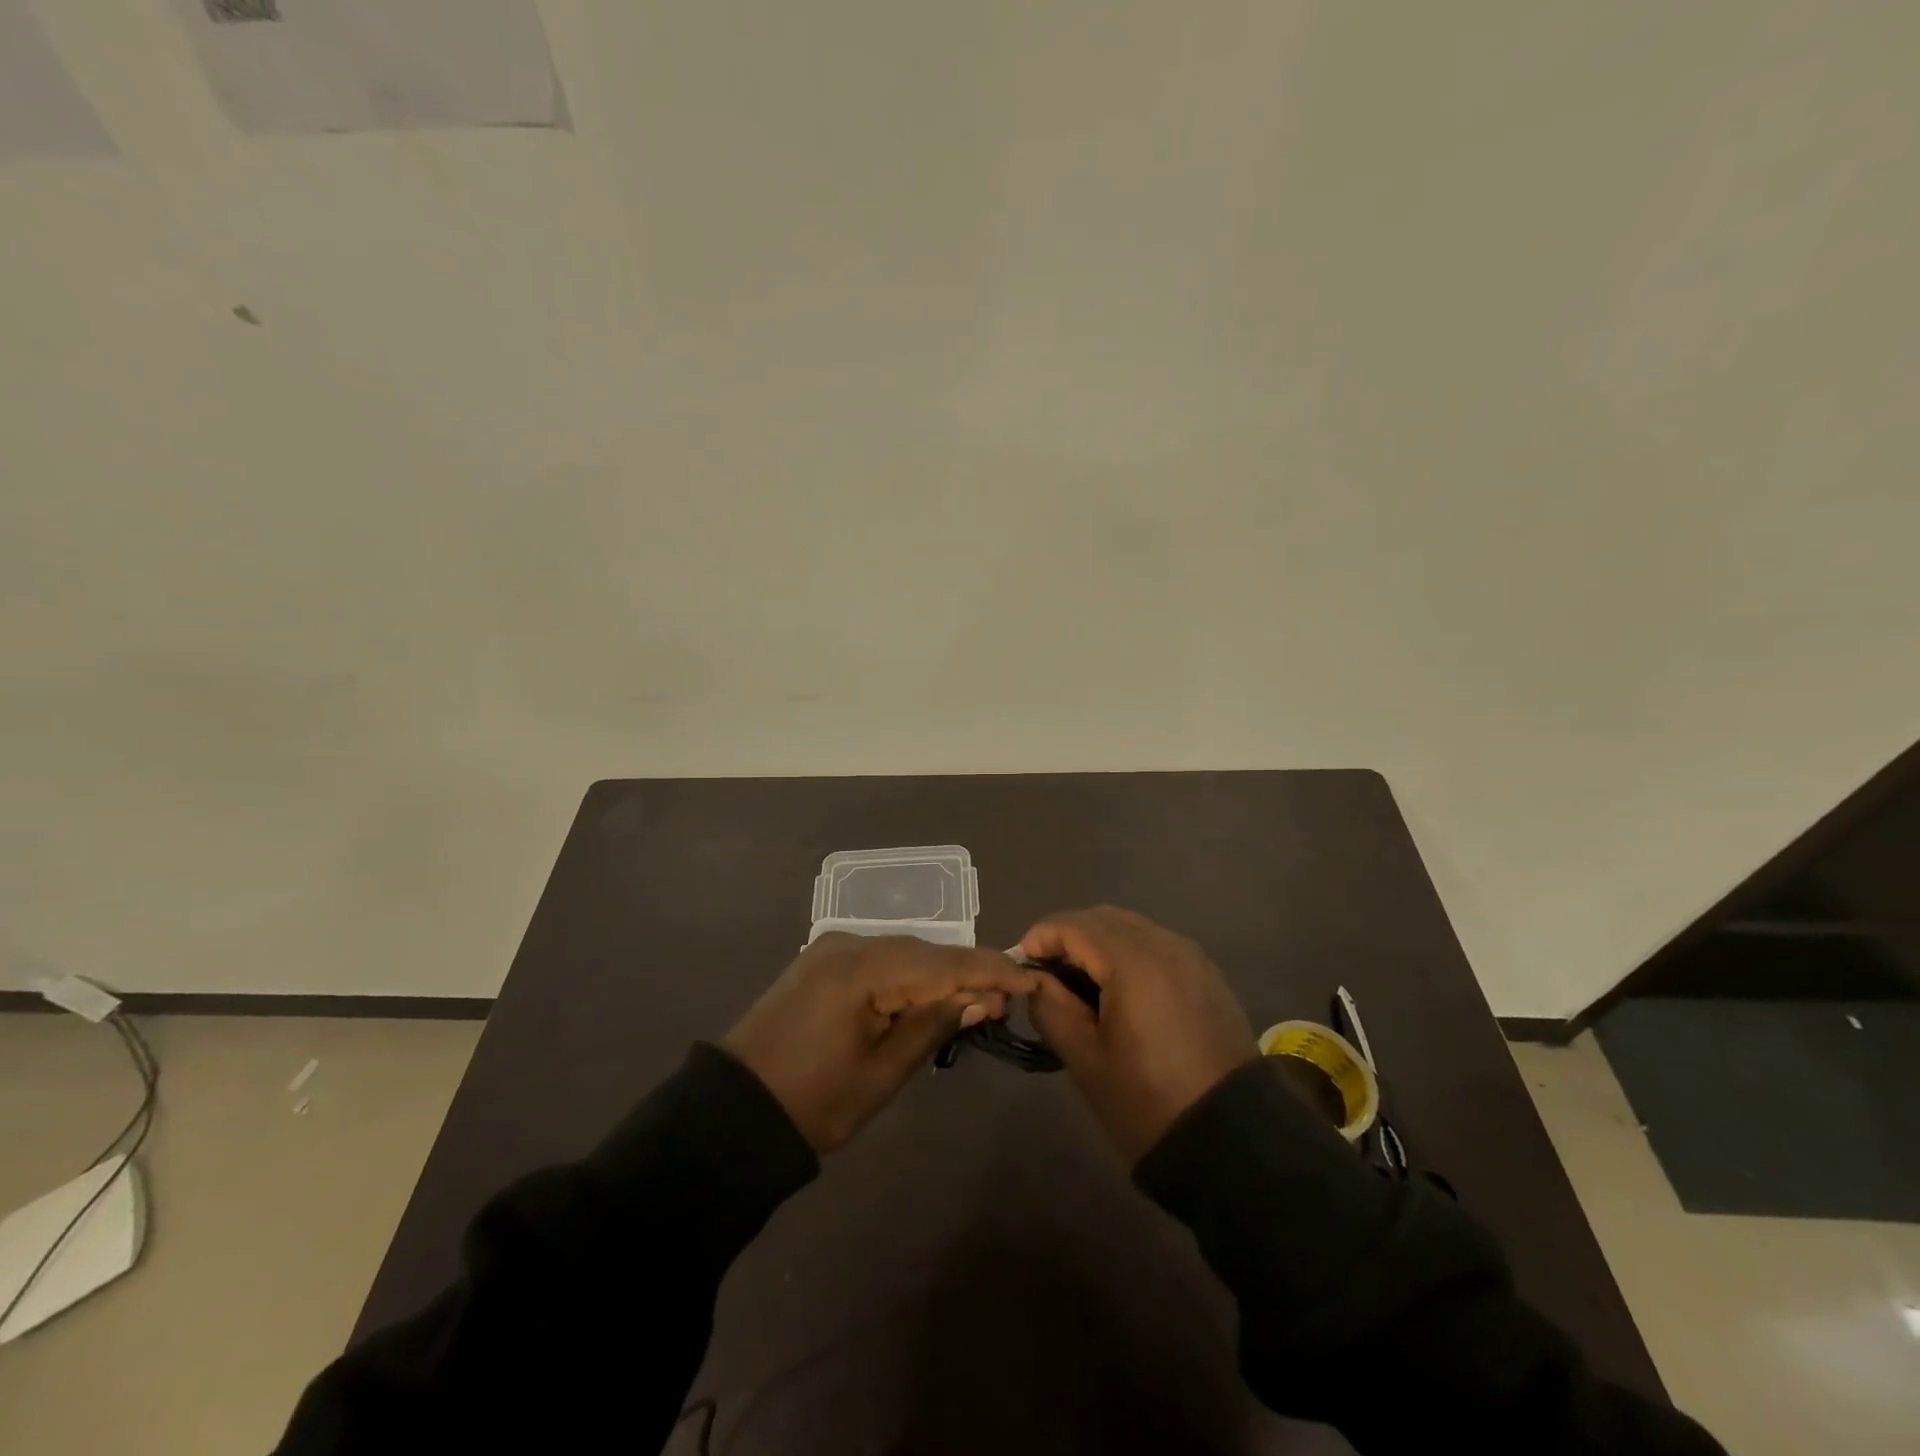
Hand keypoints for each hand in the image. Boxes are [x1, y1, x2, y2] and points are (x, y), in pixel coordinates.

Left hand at [724, 933, 1039, 1152]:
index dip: (990, 968)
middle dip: (967, 972)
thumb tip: (982, 996)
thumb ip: (933, 1025)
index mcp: (861, 968)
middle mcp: (848, 943)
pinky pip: (879, 960)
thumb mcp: (882, 1073)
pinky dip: (909, 976)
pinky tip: (927, 995)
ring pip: (903, 953)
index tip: (1030, 977)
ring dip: (938, 974)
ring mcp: (831, 948)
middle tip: (1004, 1001)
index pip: (942, 962)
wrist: (733, 1112)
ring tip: (974, 1001)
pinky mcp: (821, 961)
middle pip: (924, 951)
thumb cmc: (813, 1102)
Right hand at [1023, 906, 1257, 1162]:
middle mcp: (1165, 945)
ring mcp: (1191, 957)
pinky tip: (1117, 988)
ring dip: (1098, 942)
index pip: (1074, 926)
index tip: (1020, 965)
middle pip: (1104, 918)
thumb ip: (1051, 1007)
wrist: (1231, 1142)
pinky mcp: (1206, 974)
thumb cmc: (1147, 1102)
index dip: (1041, 938)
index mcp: (1134, 963)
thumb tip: (1034, 978)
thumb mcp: (1085, 1059)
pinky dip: (1128, 952)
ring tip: (1078, 981)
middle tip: (1046, 973)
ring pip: (1132, 927)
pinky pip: (1157, 944)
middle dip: (1068, 936)